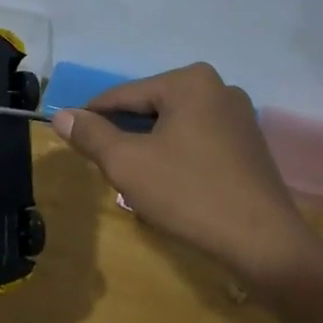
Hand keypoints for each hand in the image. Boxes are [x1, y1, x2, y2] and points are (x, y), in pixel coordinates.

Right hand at [53, 64, 321, 287]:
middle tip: (106, 168)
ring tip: (136, 181)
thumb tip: (61, 115)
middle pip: (150, 109)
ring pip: (174, 127)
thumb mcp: (127, 163)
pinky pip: (198, 141)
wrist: (261, 240)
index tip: (70, 138)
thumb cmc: (188, 193)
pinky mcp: (249, 144)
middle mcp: (218, 87)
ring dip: (150, 149)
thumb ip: (91, 135)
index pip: (123, 95)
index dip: (92, 117)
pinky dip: (177, 157)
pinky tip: (171, 186)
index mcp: (189, 82)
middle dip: (125, 136)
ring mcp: (239, 116)